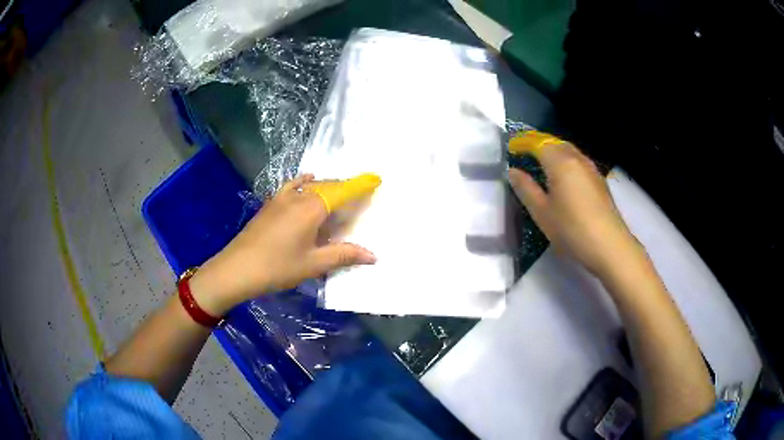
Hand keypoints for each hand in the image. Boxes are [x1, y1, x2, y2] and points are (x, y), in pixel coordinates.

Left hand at [189, 174, 376, 315]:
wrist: (237, 268)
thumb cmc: (277, 267)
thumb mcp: (313, 264)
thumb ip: (343, 255)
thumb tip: (372, 255)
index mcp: (311, 208)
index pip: (342, 191)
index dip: (359, 185)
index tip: (376, 178)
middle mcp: (298, 196)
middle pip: (327, 186)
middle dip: (345, 188)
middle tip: (360, 198)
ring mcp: (281, 198)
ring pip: (310, 185)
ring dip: (327, 187)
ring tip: (338, 196)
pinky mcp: (270, 204)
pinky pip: (291, 185)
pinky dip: (303, 181)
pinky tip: (307, 180)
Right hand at [508, 141, 640, 276]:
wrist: (609, 246)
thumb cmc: (571, 229)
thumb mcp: (542, 212)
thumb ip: (526, 188)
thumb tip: (512, 171)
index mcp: (560, 162)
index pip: (538, 143)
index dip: (523, 142)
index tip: (511, 148)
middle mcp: (577, 159)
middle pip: (555, 142)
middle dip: (539, 143)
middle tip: (524, 151)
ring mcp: (591, 169)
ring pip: (569, 151)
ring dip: (554, 151)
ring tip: (542, 162)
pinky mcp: (600, 181)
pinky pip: (579, 162)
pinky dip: (566, 161)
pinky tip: (564, 177)